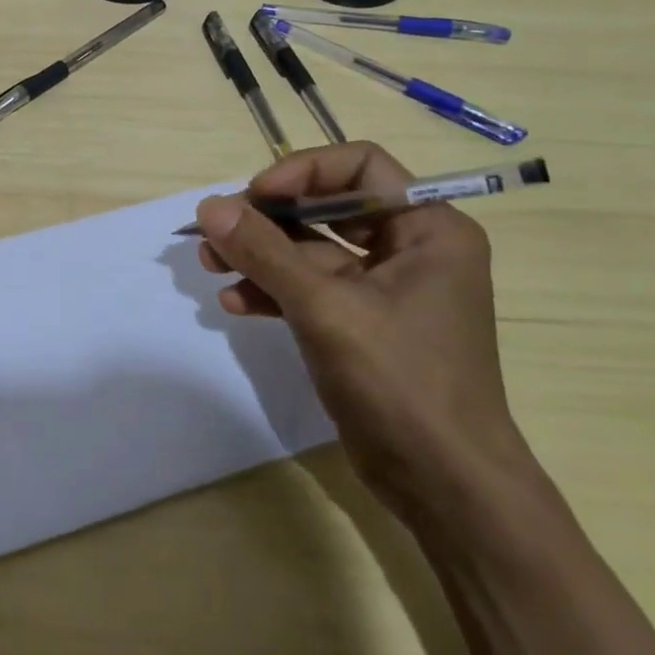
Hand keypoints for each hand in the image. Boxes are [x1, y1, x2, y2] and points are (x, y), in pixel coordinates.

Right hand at [194, 142, 530, 525]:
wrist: (446, 488)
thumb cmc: (402, 382)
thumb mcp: (326, 309)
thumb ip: (265, 253)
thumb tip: (208, 207)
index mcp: (428, 228)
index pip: (361, 166)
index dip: (304, 172)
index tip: (255, 195)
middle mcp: (411, 248)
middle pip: (328, 207)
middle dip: (269, 219)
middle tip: (217, 232)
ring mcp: (386, 289)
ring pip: (312, 251)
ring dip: (261, 255)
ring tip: (210, 266)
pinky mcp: (363, 324)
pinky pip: (312, 290)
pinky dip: (274, 291)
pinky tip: (236, 303)